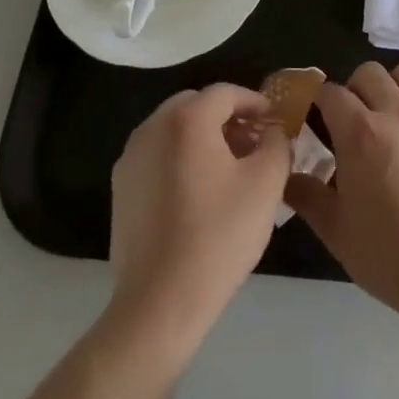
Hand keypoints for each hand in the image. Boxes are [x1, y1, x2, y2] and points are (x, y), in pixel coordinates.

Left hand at [109, 85, 288, 353]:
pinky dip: (181, 159)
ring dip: (204, 137)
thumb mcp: (267, 184)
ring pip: (175, 129)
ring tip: (229, 169)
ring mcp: (131, 157)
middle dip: (228, 117)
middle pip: (197, 105)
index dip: (255, 103)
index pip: (226, 92)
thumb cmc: (218, 236)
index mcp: (187, 119)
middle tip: (254, 143)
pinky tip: (199, 193)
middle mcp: (153, 127)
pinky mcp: (121, 188)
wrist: (159, 305)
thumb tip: (273, 132)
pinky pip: (158, 156)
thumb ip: (277, 144)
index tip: (275, 123)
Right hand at [285, 60, 398, 316]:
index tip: (317, 117)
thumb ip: (307, 196)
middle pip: (369, 72)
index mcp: (359, 133)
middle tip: (354, 121)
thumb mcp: (335, 231)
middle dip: (355, 89)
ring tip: (392, 112)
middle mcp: (396, 112)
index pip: (330, 92)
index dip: (319, 101)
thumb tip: (285, 175)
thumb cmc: (388, 255)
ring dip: (395, 84)